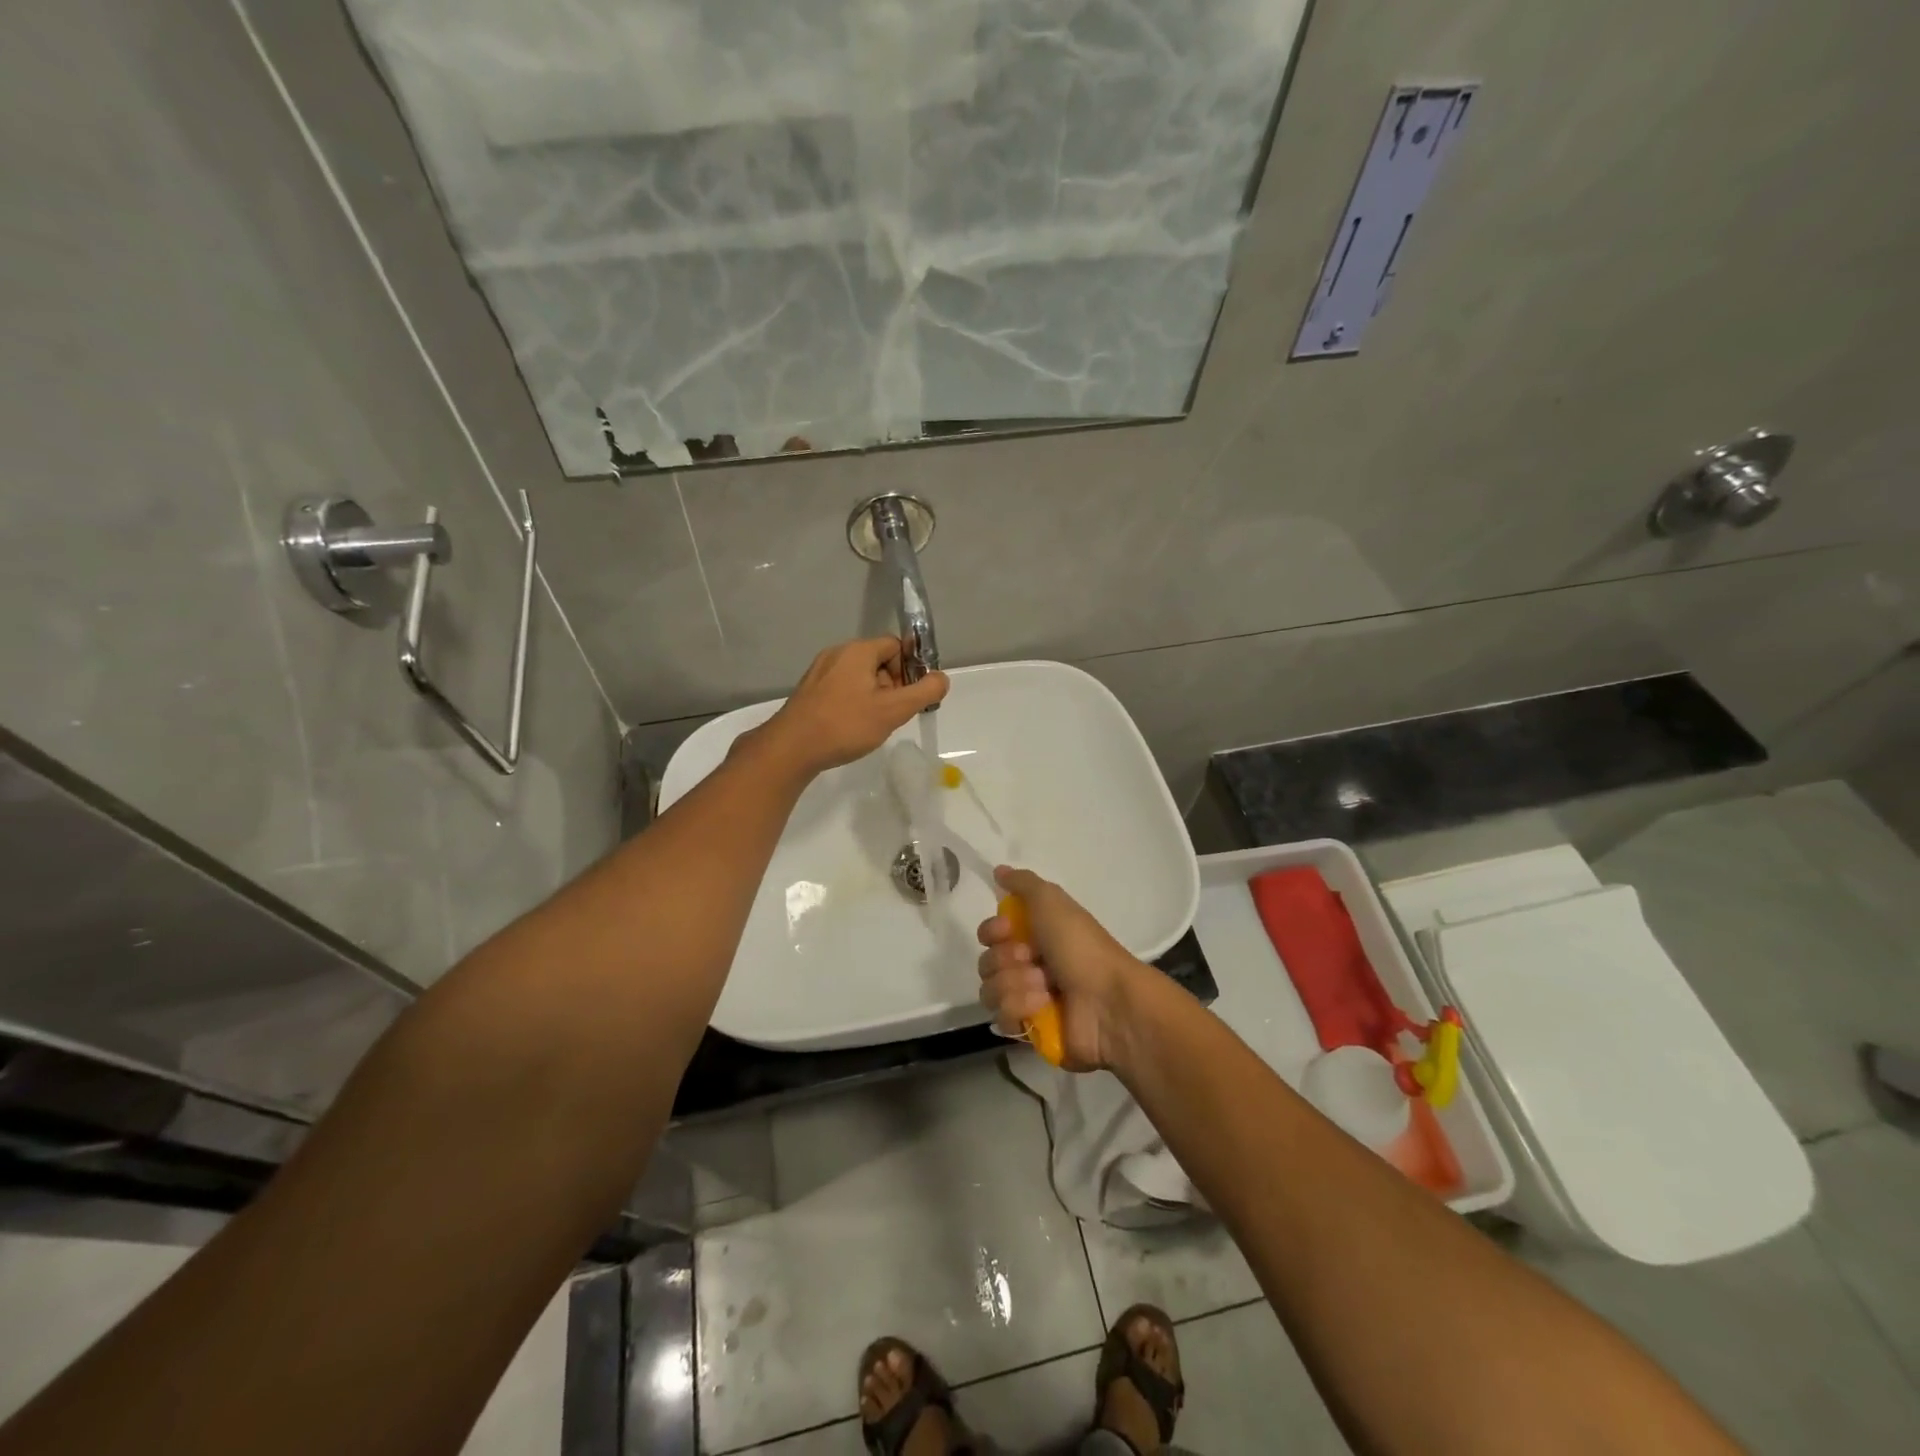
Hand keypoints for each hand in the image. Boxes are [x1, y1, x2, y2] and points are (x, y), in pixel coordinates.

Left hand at [752, 637, 948, 777]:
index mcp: (857, 651)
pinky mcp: (809, 691)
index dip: (910, 669)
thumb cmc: (845, 725)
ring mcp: (819, 672)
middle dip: (893, 685)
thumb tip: (942, 678)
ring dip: (874, 696)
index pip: (896, 645)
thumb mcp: (893, 710)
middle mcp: (837, 654)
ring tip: (873, 724)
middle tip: (893, 714)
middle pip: (878, 661)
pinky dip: (854, 703)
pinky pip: (842, 689)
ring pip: (860, 677)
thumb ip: (924, 692)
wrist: (791, 749)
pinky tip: (852, 727)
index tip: (910, 697)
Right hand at [977, 867, 1146, 1071]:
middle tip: (1033, 961)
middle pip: (987, 962)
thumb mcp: (1052, 900)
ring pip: (990, 991)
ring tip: (1045, 988)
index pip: (989, 933)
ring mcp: (1028, 1000)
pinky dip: (1021, 1010)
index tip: (1006, 930)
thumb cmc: (1081, 946)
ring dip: (1016, 985)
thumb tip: (999, 870)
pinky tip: (1043, 1007)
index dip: (992, 931)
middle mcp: (1028, 966)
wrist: (1107, 1001)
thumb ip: (1023, 883)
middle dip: (1006, 960)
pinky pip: (1002, 1020)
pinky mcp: (1029, 1029)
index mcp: (1035, 936)